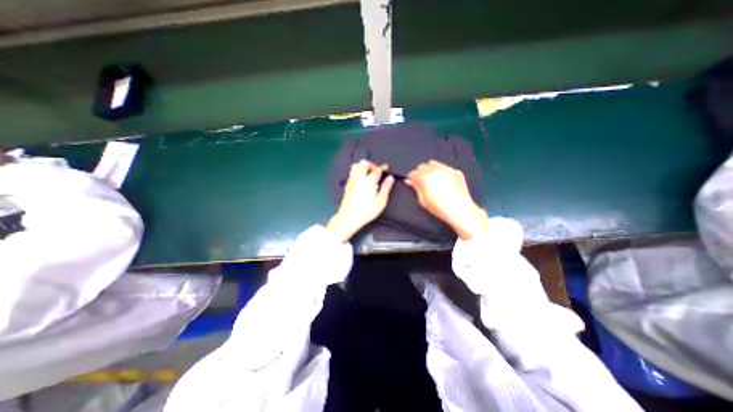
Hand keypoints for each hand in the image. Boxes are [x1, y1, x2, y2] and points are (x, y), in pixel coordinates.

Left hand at [328, 159, 395, 242]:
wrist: (349, 218)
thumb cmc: (365, 211)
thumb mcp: (381, 201)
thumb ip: (386, 188)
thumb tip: (390, 179)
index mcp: (369, 181)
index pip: (377, 169)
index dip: (383, 167)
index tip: (386, 168)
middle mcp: (359, 178)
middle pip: (364, 163)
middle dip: (371, 164)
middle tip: (376, 169)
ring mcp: (352, 181)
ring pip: (356, 166)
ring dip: (363, 166)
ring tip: (369, 173)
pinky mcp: (347, 185)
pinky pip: (352, 173)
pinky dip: (358, 172)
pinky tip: (362, 180)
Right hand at [404, 159, 487, 239]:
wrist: (459, 210)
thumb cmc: (439, 208)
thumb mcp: (423, 200)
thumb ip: (416, 188)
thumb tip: (410, 181)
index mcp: (424, 177)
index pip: (413, 172)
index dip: (411, 177)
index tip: (411, 181)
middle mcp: (434, 170)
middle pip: (423, 166)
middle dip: (420, 172)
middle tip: (421, 180)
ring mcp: (446, 169)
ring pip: (434, 163)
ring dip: (430, 169)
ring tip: (432, 178)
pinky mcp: (455, 172)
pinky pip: (445, 167)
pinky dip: (442, 172)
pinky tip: (443, 180)